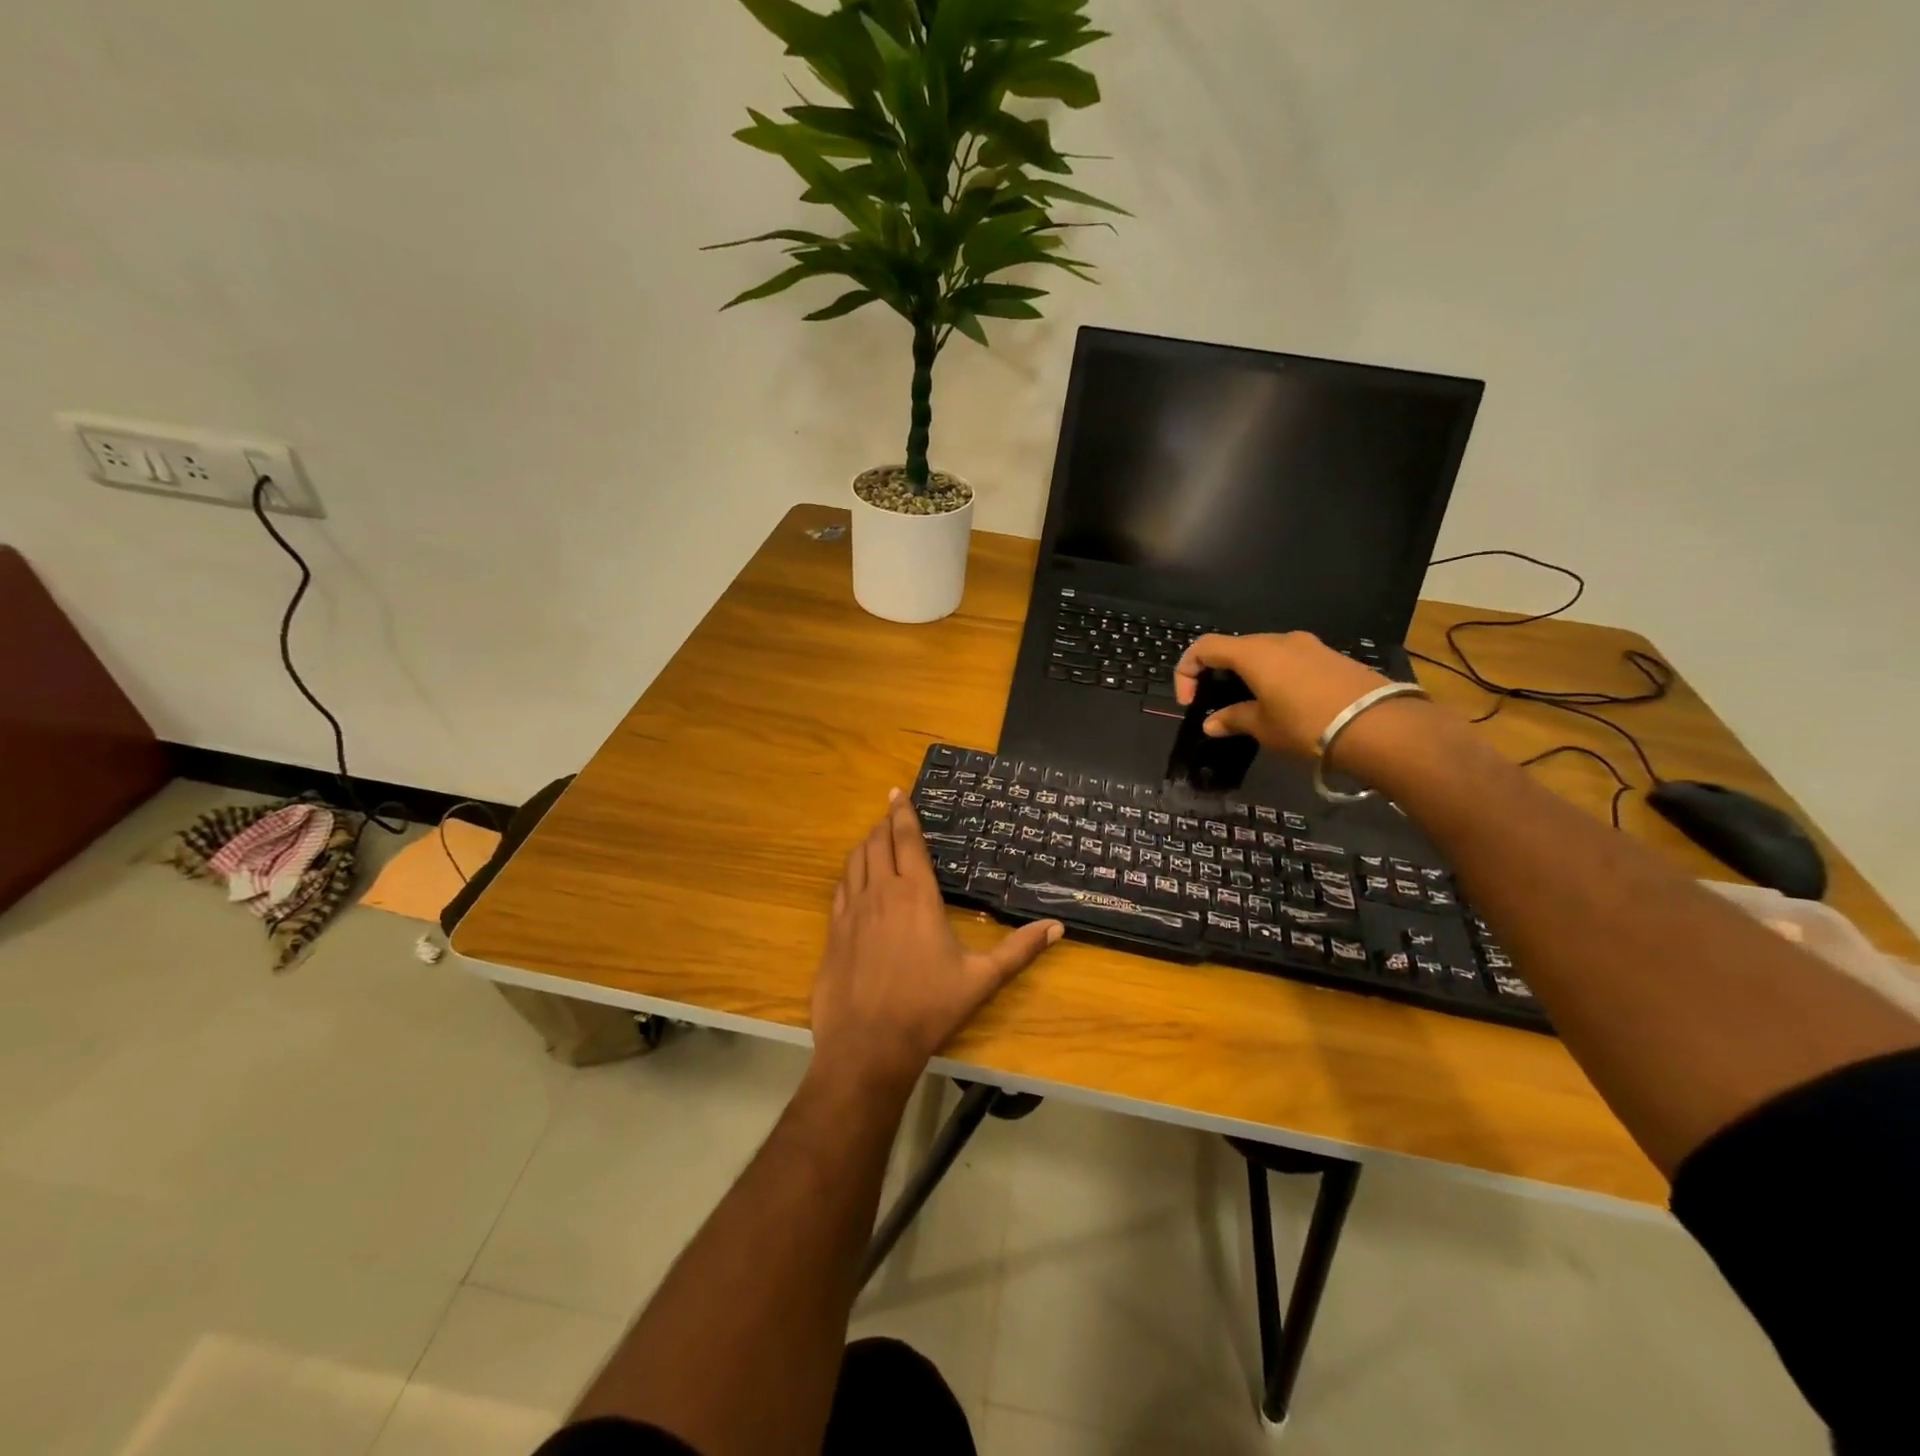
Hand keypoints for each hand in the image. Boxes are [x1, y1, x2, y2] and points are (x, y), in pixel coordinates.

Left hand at [810, 792, 1063, 1095]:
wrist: (868, 1044)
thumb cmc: (929, 1007)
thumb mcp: (981, 979)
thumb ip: (1019, 950)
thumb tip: (1057, 927)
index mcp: (916, 895)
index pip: (907, 841)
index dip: (903, 813)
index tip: (899, 793)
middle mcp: (881, 893)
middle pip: (878, 843)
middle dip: (885, 822)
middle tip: (891, 810)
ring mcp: (852, 911)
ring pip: (855, 861)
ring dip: (866, 843)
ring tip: (875, 836)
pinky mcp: (833, 931)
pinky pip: (840, 888)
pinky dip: (849, 872)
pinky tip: (854, 877)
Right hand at [1174, 632, 1393, 758]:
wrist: (1378, 725)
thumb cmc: (1307, 724)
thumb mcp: (1263, 727)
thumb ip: (1233, 719)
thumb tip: (1212, 723)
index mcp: (1253, 652)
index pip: (1204, 647)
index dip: (1187, 672)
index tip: (1190, 703)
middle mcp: (1278, 640)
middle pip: (1235, 648)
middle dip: (1218, 674)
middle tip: (1218, 705)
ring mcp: (1308, 645)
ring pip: (1264, 654)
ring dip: (1249, 676)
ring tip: (1253, 708)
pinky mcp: (1331, 657)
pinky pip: (1290, 661)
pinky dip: (1276, 677)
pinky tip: (1285, 705)